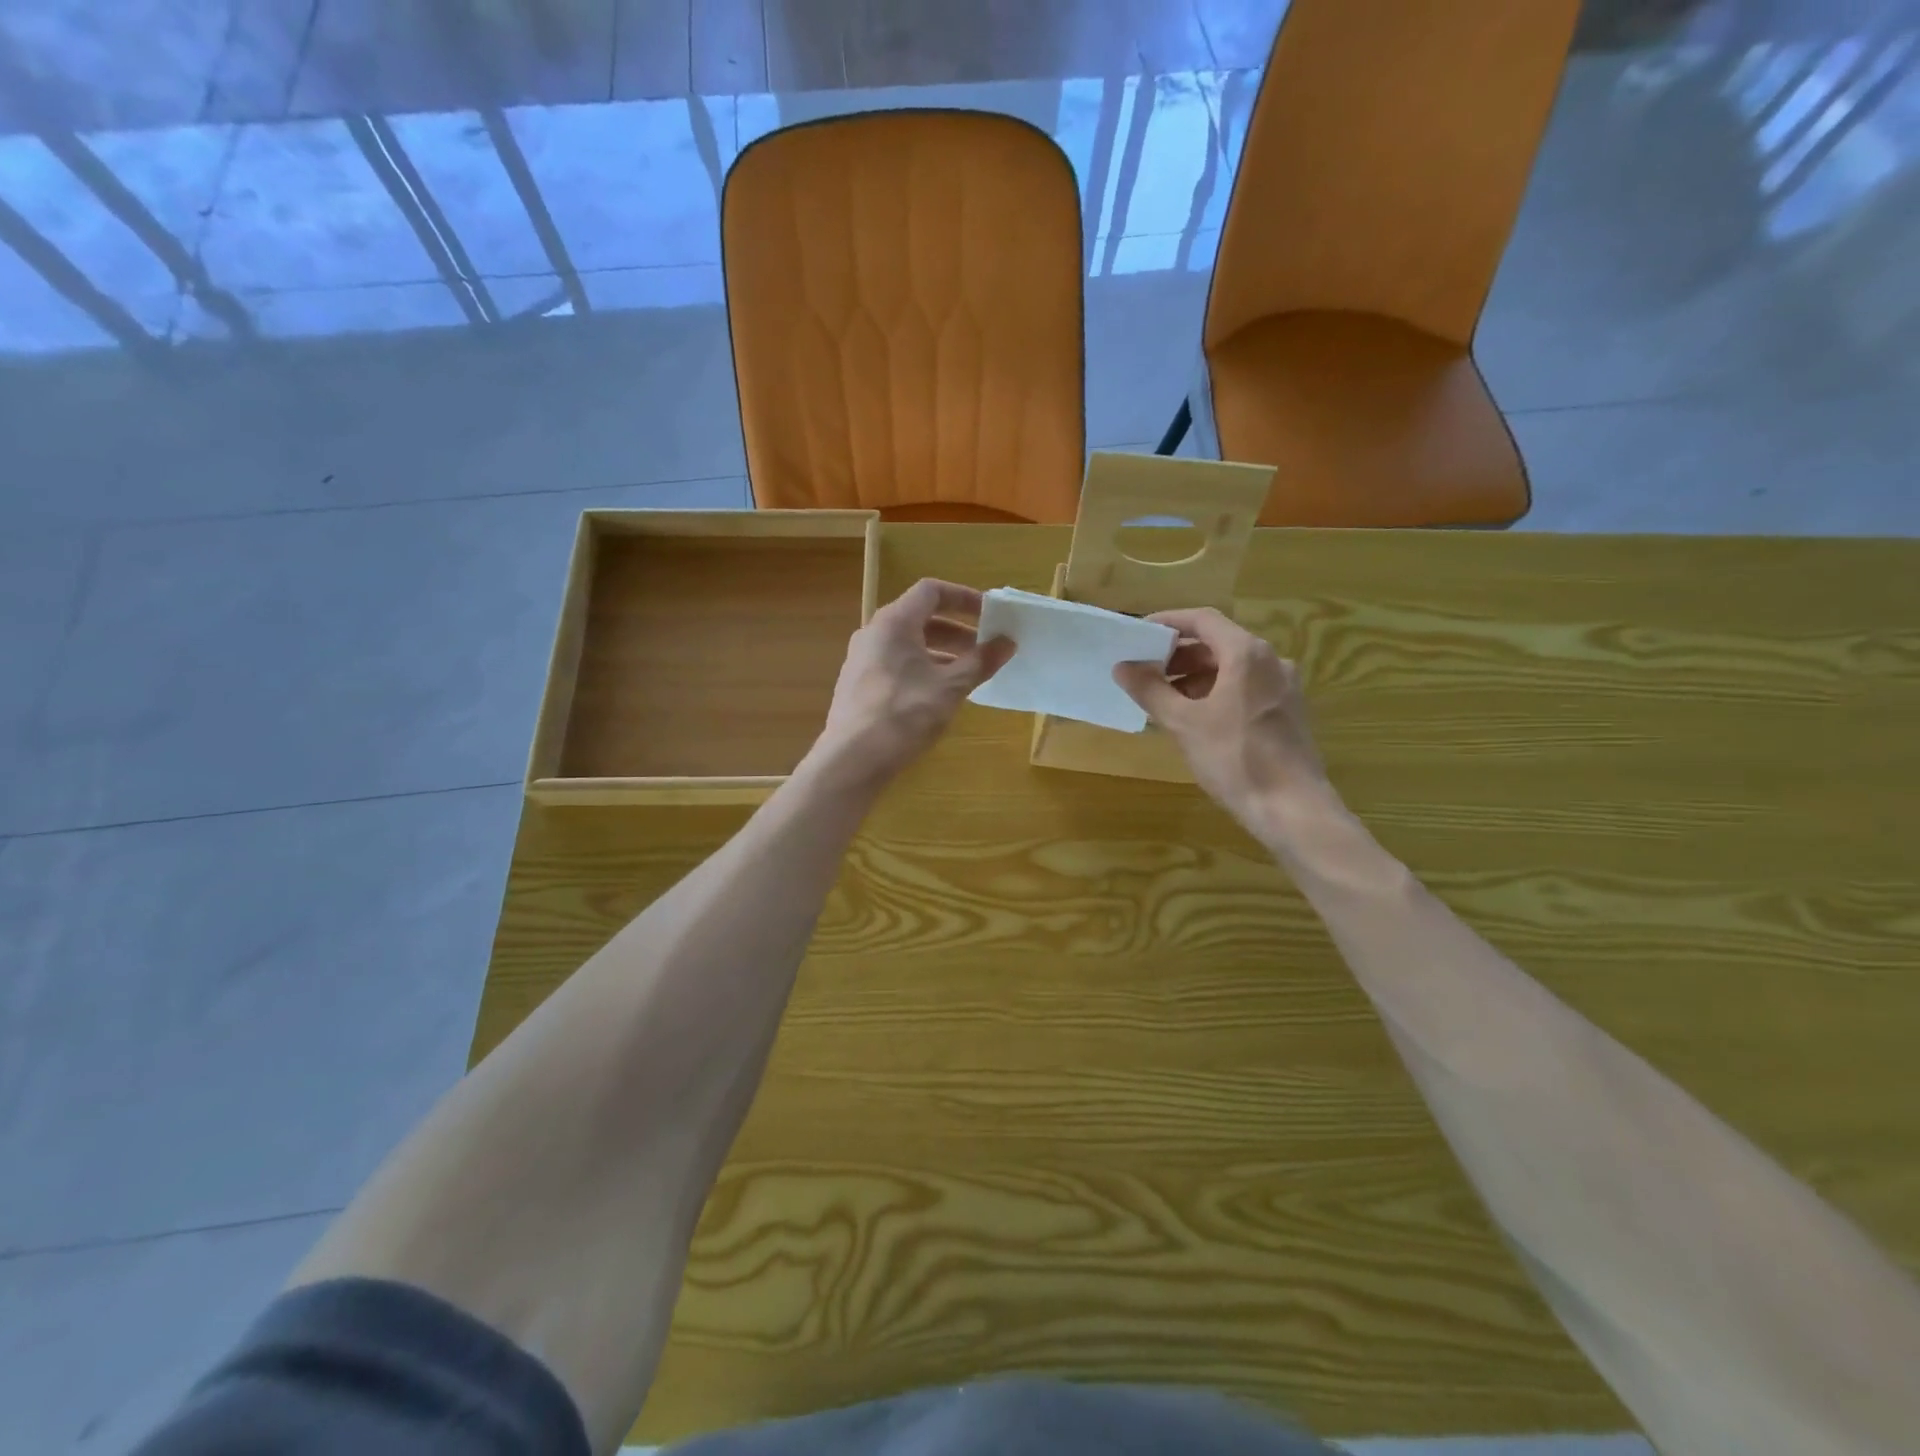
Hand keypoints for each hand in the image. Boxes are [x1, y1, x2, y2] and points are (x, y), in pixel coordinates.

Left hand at [813, 579, 1014, 785]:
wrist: (852, 759)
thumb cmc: (905, 714)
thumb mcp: (951, 687)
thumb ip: (980, 661)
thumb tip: (1007, 642)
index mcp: (894, 622)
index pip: (931, 591)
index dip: (963, 598)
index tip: (989, 615)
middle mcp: (873, 633)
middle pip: (920, 618)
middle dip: (957, 631)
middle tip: (985, 649)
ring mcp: (862, 659)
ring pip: (908, 644)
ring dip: (941, 652)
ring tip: (968, 675)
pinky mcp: (858, 684)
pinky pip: (896, 664)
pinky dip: (922, 668)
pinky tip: (939, 695)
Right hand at [1113, 608, 1333, 841]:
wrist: (1292, 807)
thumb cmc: (1235, 758)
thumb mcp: (1184, 723)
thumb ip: (1150, 690)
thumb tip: (1123, 667)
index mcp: (1247, 654)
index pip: (1203, 620)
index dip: (1168, 622)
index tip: (1138, 636)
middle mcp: (1271, 661)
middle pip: (1218, 643)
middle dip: (1179, 654)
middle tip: (1145, 670)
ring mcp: (1283, 686)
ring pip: (1232, 668)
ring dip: (1195, 675)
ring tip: (1163, 698)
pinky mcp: (1287, 711)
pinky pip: (1245, 688)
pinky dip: (1216, 692)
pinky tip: (1194, 718)